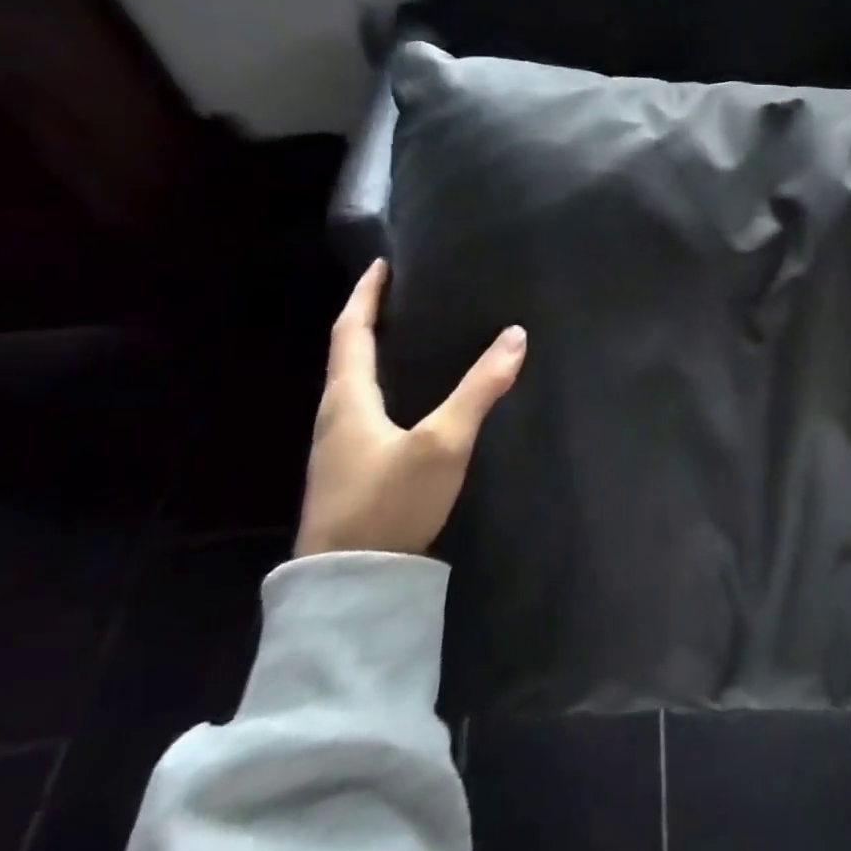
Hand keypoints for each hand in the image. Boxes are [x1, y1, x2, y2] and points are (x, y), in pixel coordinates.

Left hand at [296, 259, 526, 557]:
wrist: (349, 587)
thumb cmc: (389, 502)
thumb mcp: (443, 442)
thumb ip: (481, 389)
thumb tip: (515, 335)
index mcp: (347, 399)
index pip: (351, 330)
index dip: (366, 294)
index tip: (381, 264)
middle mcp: (335, 416)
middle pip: (348, 354)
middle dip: (371, 319)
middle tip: (405, 295)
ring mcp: (338, 448)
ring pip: (355, 384)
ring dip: (376, 353)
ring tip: (411, 336)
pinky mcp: (350, 472)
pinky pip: (365, 409)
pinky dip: (384, 385)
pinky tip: (410, 398)